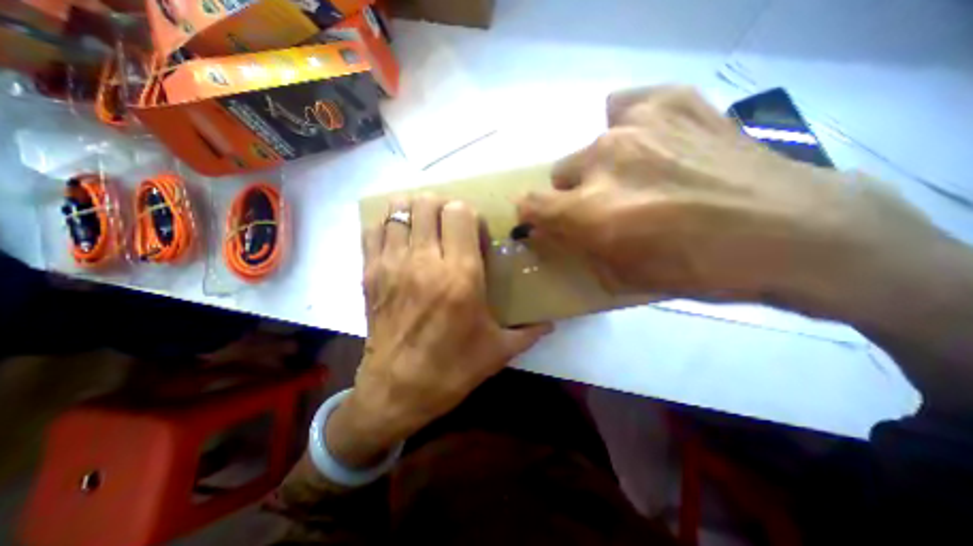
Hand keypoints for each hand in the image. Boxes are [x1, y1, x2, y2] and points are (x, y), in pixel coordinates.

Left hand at [329, 194, 550, 467]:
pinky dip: (386, 224)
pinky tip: (399, 238)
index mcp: (461, 275)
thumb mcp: (498, 351)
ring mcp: (392, 264)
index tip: (473, 232)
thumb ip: (529, 331)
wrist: (397, 392)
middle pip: (428, 202)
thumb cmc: (452, 369)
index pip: (459, 212)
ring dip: (414, 211)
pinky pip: (373, 229)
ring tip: (424, 228)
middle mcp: (424, 261)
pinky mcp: (369, 273)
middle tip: (448, 226)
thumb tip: (551, 323)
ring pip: (399, 208)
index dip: (468, 214)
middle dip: (442, 207)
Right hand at [521, 85, 945, 315]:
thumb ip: (579, 250)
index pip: (531, 204)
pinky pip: (626, 104)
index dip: (531, 213)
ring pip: (592, 144)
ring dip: (603, 164)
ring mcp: (638, 124)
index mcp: (591, 211)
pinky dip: (629, 123)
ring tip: (638, 174)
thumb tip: (554, 232)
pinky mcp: (673, 100)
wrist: (790, 232)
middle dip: (574, 192)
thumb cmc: (697, 269)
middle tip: (607, 204)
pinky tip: (650, 140)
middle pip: (561, 172)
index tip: (541, 219)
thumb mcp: (623, 277)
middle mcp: (604, 161)